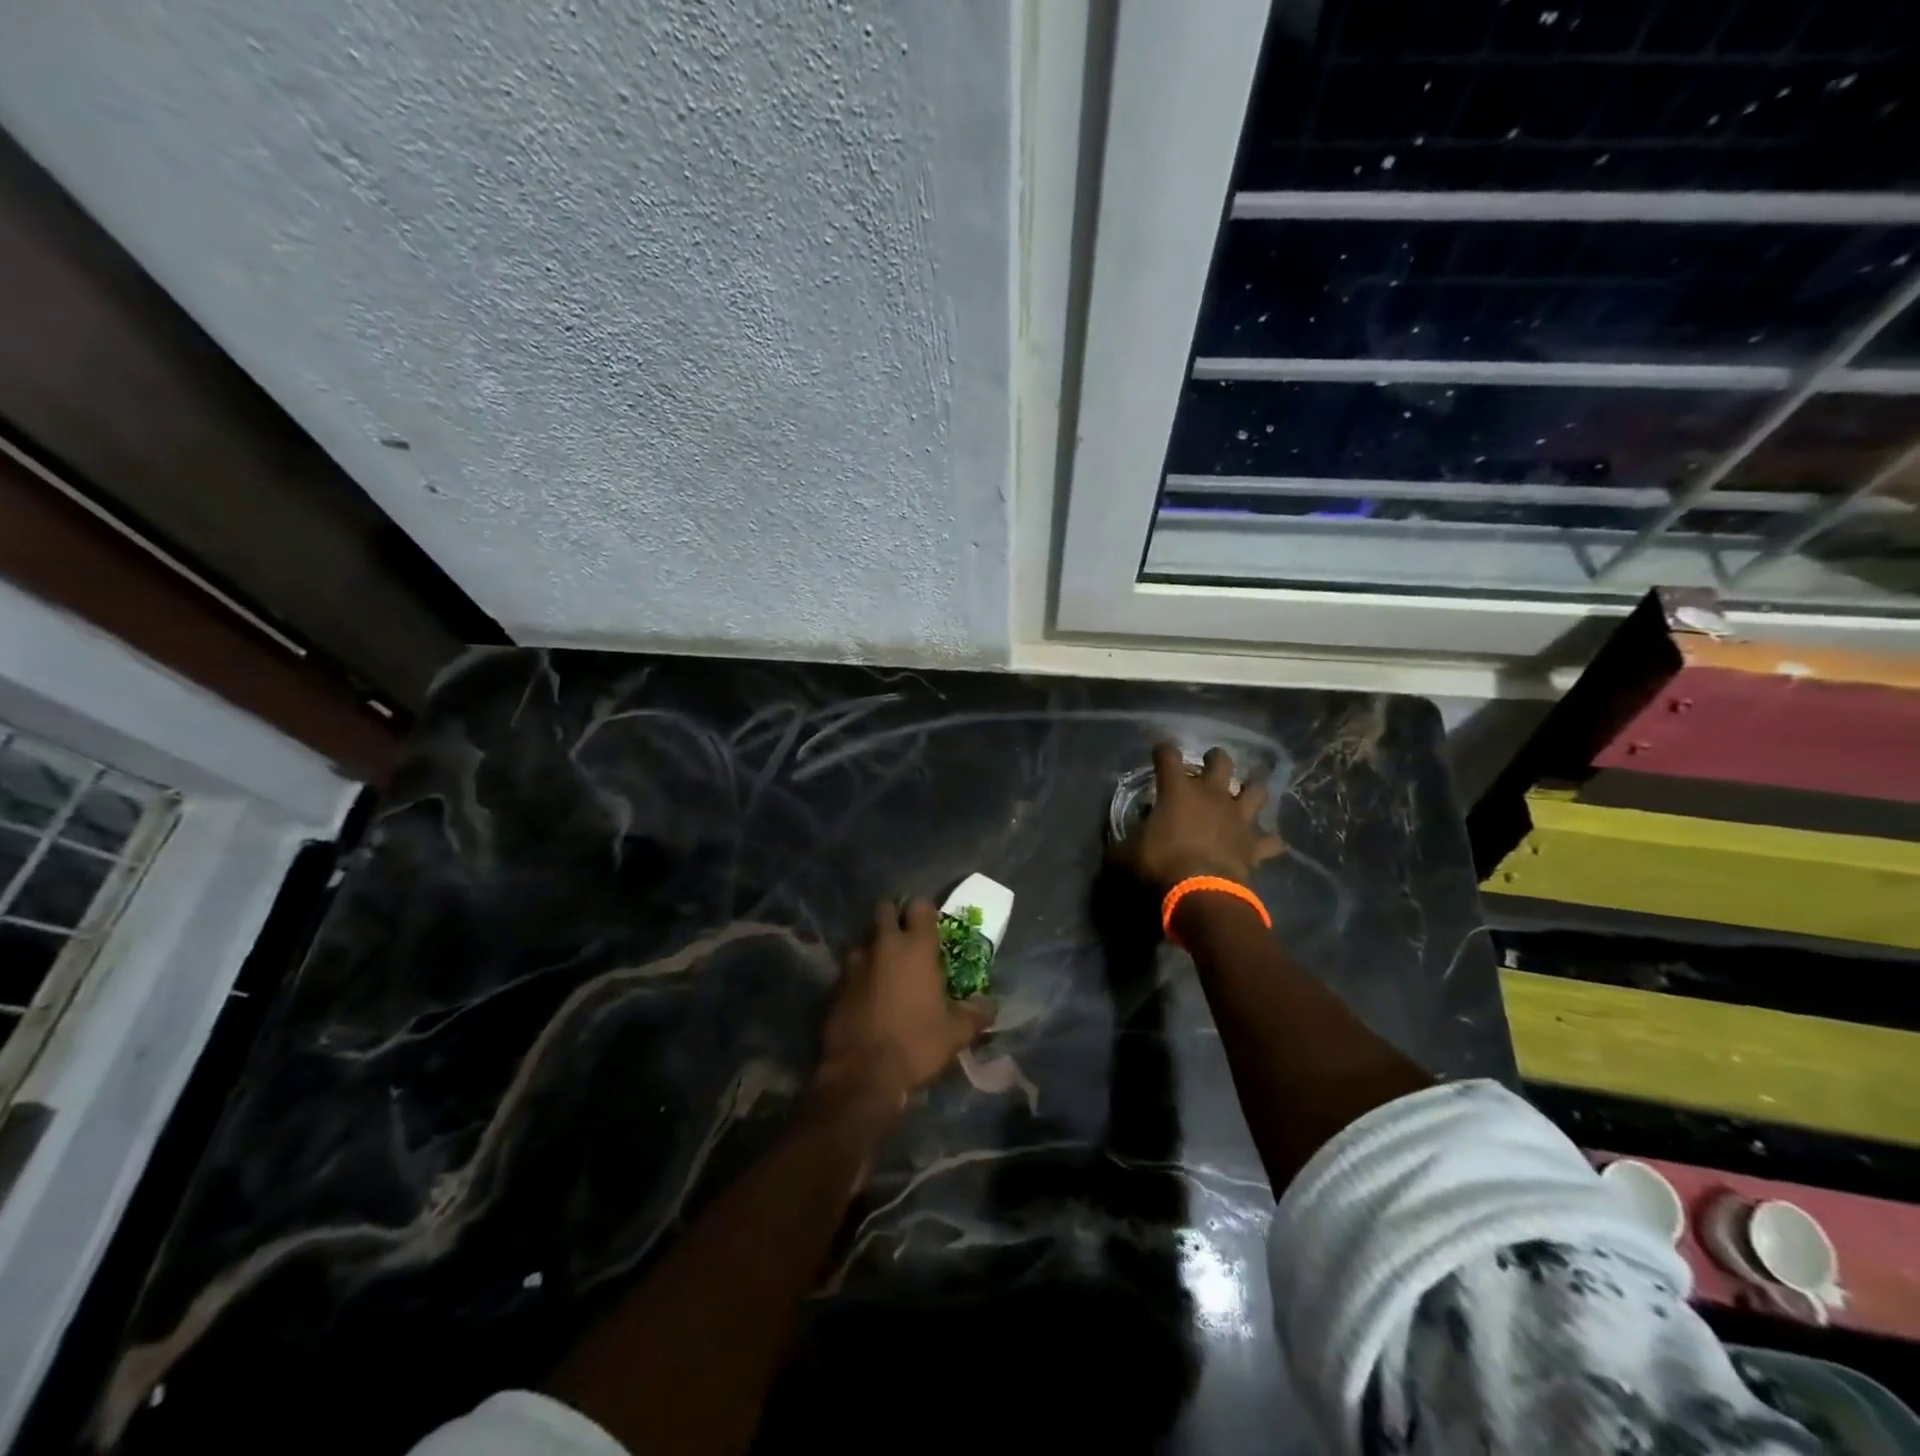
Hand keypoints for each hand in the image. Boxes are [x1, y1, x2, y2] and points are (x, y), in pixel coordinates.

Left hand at [814, 899, 995, 1113]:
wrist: (862, 1075)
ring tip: (885, 971)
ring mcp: (854, 963)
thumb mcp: (956, 1033)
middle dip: (894, 917)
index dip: (925, 912)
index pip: (920, 906)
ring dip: (875, 948)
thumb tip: (990, 1005)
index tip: (931, 926)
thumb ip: (976, 1013)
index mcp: (916, 948)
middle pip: (885, 909)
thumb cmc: (916, 1045)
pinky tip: (867, 998)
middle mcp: (883, 945)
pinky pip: (850, 969)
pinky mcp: (835, 985)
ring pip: (865, 940)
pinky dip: (859, 976)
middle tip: (905, 939)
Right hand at [1112, 742, 1283, 893]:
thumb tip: (1115, 847)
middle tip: (1209, 766)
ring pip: (1256, 790)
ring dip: (1251, 790)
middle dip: (1215, 759)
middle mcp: (1211, 795)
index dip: (1163, 751)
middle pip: (1221, 761)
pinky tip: (1264, 843)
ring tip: (1245, 794)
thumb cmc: (1159, 865)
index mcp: (1178, 791)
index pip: (1168, 756)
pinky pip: (1270, 840)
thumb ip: (1121, 844)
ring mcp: (1238, 817)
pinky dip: (1268, 841)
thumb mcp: (1125, 854)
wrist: (1201, 891)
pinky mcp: (1254, 844)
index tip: (1159, 753)